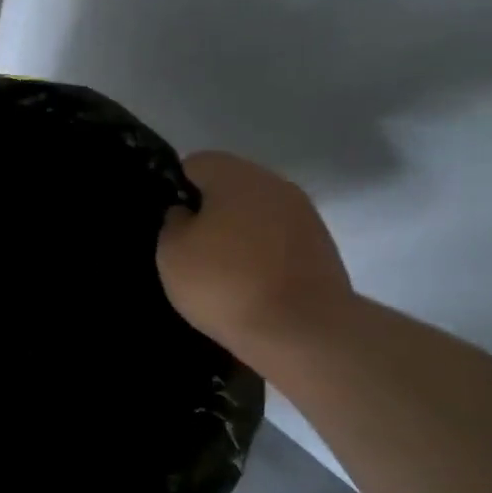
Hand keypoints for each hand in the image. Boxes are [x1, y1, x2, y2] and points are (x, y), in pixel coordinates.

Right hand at [156, 151, 355, 362]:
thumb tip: (187, 214)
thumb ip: (173, 223)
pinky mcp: (321, 248)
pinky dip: (262, 255)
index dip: (177, 189)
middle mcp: (275, 185)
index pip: (197, 163)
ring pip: (258, 214)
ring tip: (221, 272)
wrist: (300, 329)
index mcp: (236, 176)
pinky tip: (250, 286)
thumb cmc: (224, 283)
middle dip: (211, 211)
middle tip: (191, 249)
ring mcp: (304, 216)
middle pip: (233, 187)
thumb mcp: (172, 253)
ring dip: (239, 234)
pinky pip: (278, 241)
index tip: (170, 223)